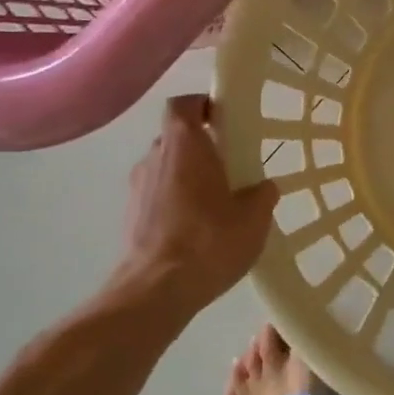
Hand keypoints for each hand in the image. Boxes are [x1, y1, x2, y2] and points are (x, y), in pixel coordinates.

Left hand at [113, 95, 278, 311]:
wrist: (156, 290)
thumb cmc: (209, 241)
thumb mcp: (254, 218)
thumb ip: (262, 195)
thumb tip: (263, 187)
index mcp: (184, 144)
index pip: (184, 104)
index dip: (203, 105)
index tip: (225, 119)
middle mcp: (154, 157)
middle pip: (176, 137)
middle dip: (201, 146)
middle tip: (230, 166)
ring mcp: (137, 187)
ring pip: (166, 167)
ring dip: (187, 176)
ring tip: (216, 203)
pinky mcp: (130, 216)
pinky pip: (157, 195)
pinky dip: (175, 201)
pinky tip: (197, 229)